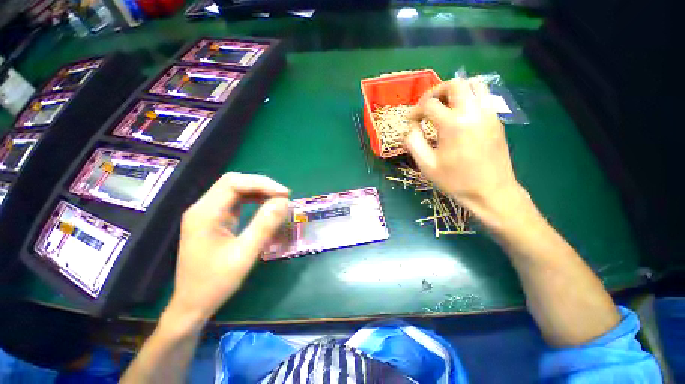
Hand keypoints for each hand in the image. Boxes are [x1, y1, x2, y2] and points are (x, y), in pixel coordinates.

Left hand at [167, 173, 289, 322]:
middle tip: (284, 197)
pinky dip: (253, 199)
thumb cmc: (215, 283)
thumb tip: (283, 202)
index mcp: (205, 214)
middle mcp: (202, 208)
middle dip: (262, 186)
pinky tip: (265, 205)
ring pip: (235, 190)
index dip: (262, 184)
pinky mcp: (213, 220)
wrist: (191, 305)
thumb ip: (264, 226)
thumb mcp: (244, 255)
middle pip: (234, 183)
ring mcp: (207, 213)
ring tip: (278, 200)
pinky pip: (235, 201)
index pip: (234, 183)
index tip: (285, 195)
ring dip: (258, 191)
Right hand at [404, 78, 522, 218]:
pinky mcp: (496, 119)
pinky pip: (483, 96)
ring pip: (473, 84)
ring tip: (444, 106)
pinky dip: (468, 97)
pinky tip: (459, 115)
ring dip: (454, 91)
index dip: (415, 111)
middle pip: (454, 84)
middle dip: (435, 92)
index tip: (411, 122)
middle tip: (426, 106)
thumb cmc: (455, 180)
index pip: (429, 105)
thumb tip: (410, 128)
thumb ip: (413, 143)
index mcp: (453, 124)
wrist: (491, 192)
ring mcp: (488, 114)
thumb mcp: (426, 165)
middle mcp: (473, 112)